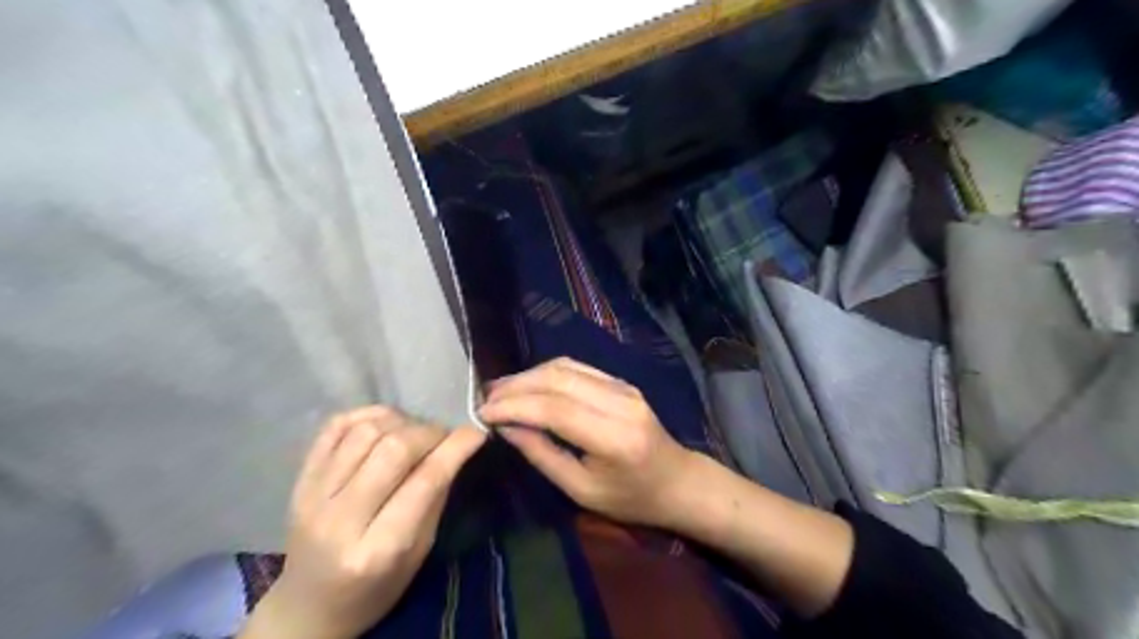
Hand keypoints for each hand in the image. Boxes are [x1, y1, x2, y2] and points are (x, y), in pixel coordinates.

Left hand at [245, 408, 483, 638]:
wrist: (307, 607)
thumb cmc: (374, 589)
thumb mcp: (418, 553)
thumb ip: (435, 499)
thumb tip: (457, 447)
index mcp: (377, 551)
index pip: (424, 483)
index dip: (455, 449)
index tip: (476, 432)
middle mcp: (340, 520)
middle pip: (392, 449)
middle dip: (429, 432)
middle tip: (444, 437)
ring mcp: (312, 497)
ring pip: (365, 432)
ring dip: (401, 422)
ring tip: (414, 433)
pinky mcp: (300, 480)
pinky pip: (334, 427)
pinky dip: (367, 414)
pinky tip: (386, 423)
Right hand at [478, 358, 692, 528]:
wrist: (678, 481)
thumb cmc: (631, 498)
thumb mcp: (582, 490)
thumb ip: (543, 455)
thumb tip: (506, 428)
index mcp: (613, 437)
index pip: (554, 409)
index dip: (514, 406)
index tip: (483, 412)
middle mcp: (620, 402)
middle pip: (558, 379)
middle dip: (517, 385)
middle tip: (485, 397)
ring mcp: (624, 387)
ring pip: (566, 367)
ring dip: (529, 375)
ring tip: (500, 389)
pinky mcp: (622, 381)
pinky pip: (578, 368)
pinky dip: (547, 373)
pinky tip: (528, 384)